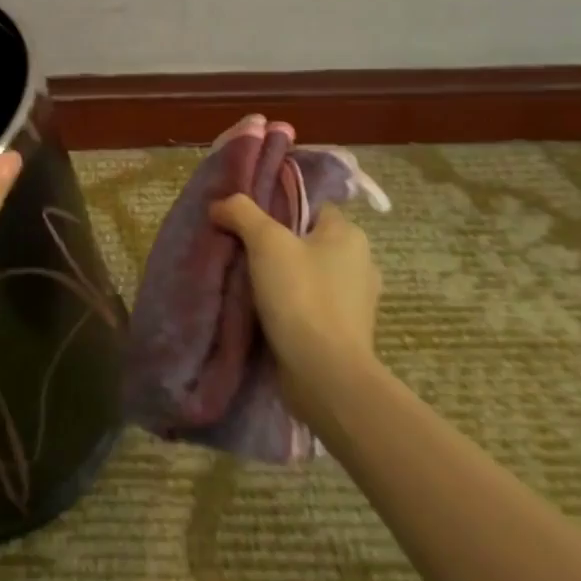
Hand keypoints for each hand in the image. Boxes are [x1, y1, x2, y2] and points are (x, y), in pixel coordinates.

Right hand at [210, 195, 383, 423]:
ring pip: (308, 274)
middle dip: (276, 244)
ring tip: (247, 281)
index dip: (279, 208)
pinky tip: (264, 310)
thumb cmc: (301, 296)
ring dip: (281, 277)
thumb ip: (241, 212)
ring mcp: (355, 302)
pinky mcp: (345, 332)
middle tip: (241, 248)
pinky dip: (290, 304)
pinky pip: (311, 304)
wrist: (325, 375)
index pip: (311, 207)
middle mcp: (360, 263)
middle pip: (307, 240)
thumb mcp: (265, 241)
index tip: (247, 219)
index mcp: (350, 235)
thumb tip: (220, 204)